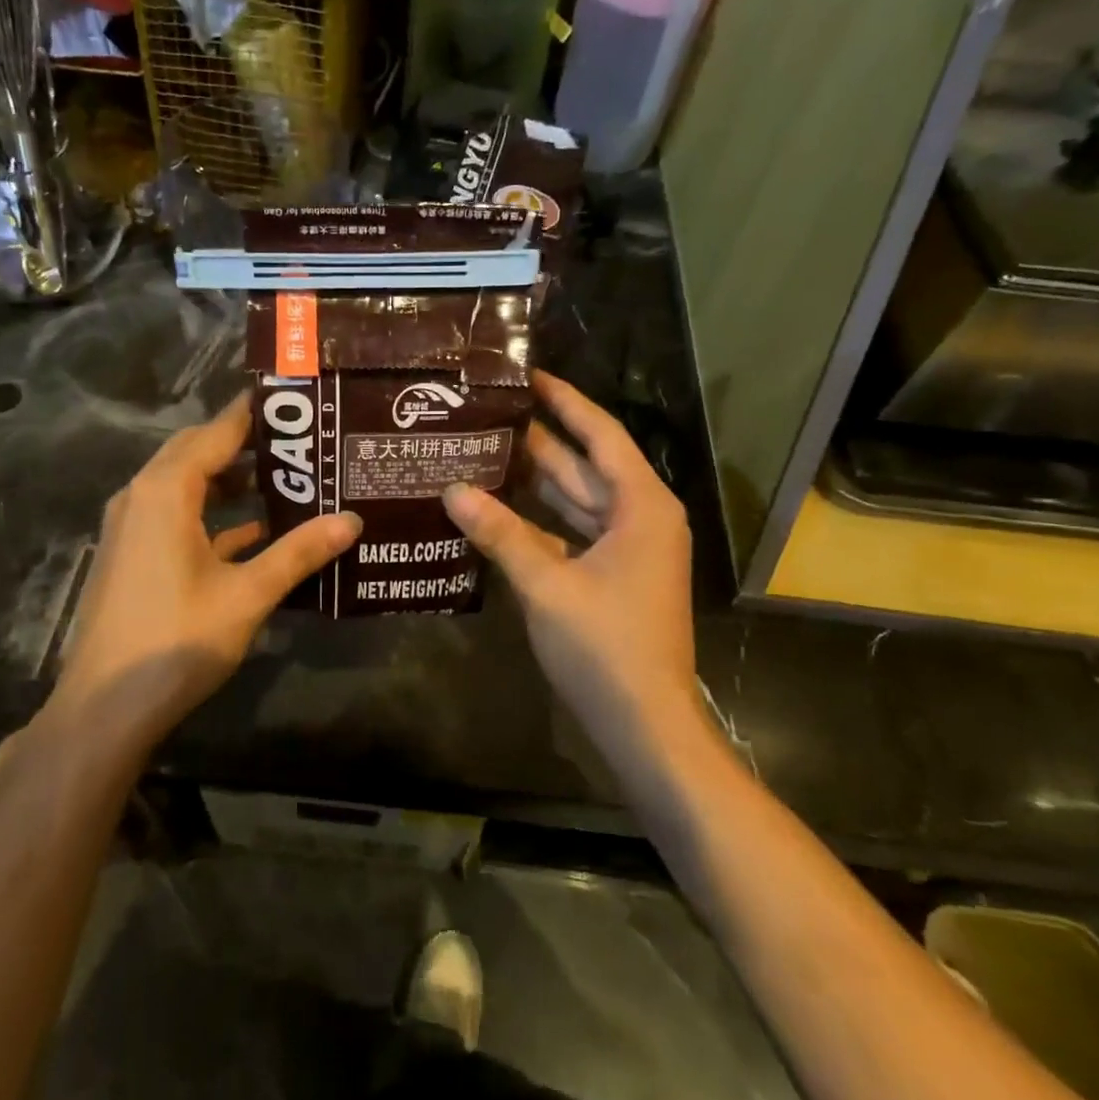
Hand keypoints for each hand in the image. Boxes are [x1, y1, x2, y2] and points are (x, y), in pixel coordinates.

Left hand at [36, 395, 361, 762]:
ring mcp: (132, 527)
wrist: (104, 708)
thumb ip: (299, 553)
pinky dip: (213, 514)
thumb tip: (352, 521)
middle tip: (299, 439)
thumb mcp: (247, 595)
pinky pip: (176, 516)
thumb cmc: (176, 641)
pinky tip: (254, 531)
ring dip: (228, 478)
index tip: (294, 399)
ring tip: (285, 478)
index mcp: (165, 491)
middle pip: (196, 451)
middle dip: (244, 441)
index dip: (254, 413)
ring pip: (185, 484)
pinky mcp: (133, 554)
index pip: (216, 432)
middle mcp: (142, 496)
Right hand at [443, 372, 696, 760]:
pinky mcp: (612, 574)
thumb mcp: (547, 585)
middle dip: (540, 439)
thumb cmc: (606, 647)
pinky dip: (539, 521)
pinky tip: (497, 509)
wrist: (646, 724)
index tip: (528, 375)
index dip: (565, 401)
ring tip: (484, 450)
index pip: (600, 435)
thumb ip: (500, 534)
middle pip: (585, 465)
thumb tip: (452, 491)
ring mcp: (628, 548)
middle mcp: (640, 517)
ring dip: (535, 480)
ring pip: (577, 500)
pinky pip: (572, 532)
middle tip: (488, 413)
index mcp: (641, 506)